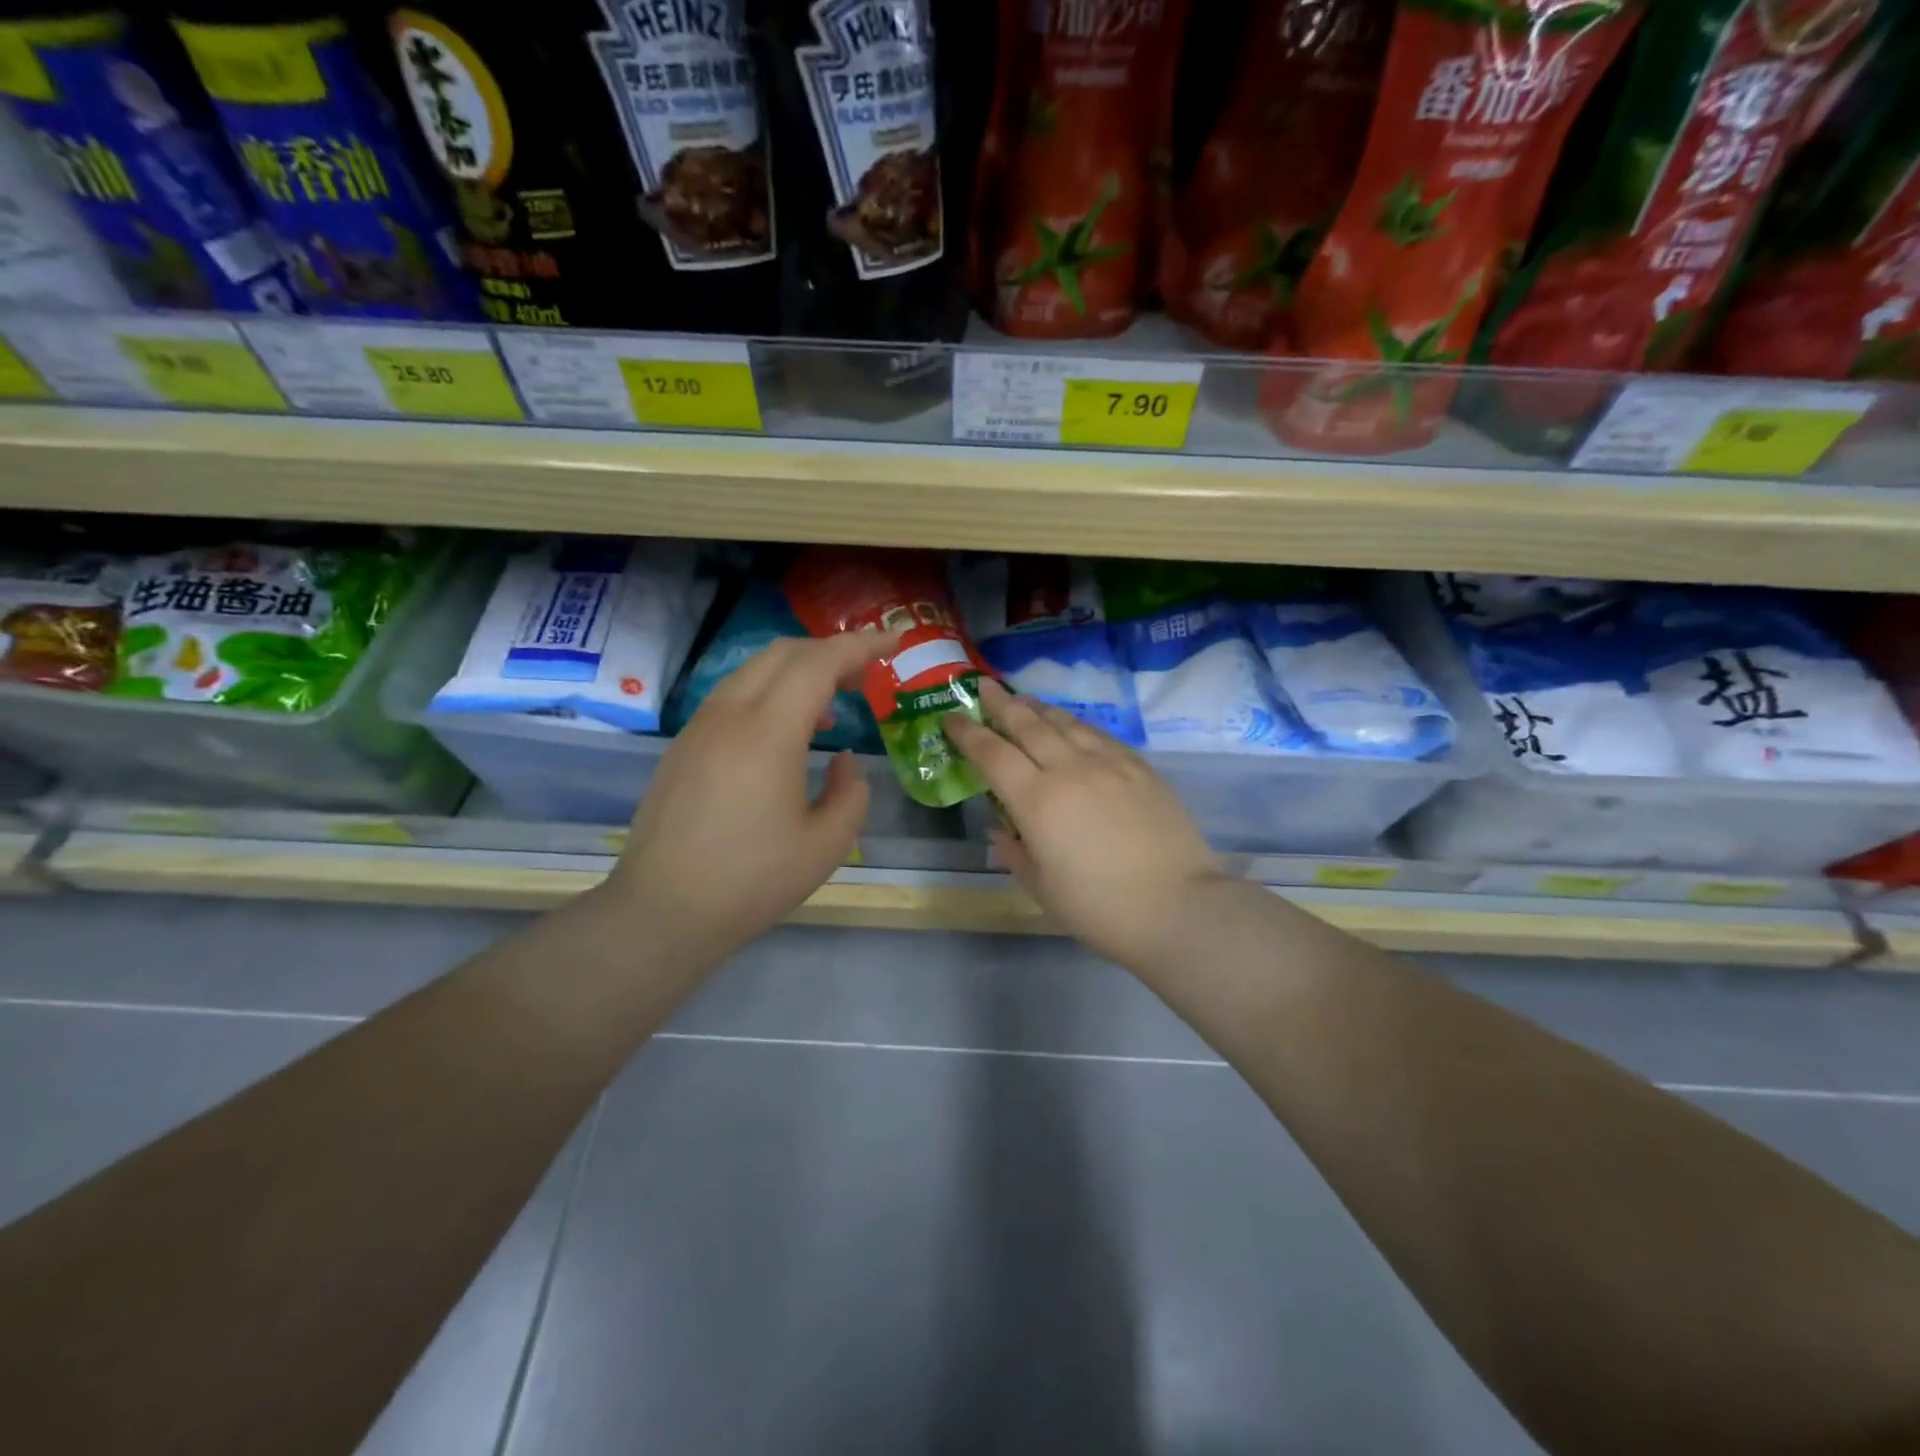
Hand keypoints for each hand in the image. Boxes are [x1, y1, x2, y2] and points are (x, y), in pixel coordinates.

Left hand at [604, 631, 895, 966]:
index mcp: (768, 733)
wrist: (662, 912)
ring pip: (754, 671)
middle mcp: (730, 715)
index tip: (894, 641)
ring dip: (798, 672)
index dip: (861, 645)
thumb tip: (843, 761)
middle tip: (865, 674)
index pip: (819, 662)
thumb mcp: (826, 845)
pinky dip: (770, 693)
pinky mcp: (684, 746)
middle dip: (830, 651)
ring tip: (831, 705)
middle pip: (784, 653)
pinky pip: (734, 696)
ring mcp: (700, 727)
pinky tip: (787, 733)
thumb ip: (851, 793)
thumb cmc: (751, 882)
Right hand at [943, 679, 1226, 969]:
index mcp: (1037, 801)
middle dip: (1001, 704)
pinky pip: (1099, 734)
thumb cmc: (1100, 908)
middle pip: (1028, 724)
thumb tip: (1002, 828)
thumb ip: (1014, 852)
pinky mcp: (1140, 767)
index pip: (992, 754)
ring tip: (1023, 700)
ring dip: (1038, 708)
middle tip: (983, 687)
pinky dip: (1076, 724)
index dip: (967, 733)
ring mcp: (1108, 763)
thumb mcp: (1042, 888)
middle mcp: (1069, 769)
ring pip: (1065, 723)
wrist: (1179, 907)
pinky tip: (1072, 726)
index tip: (951, 718)